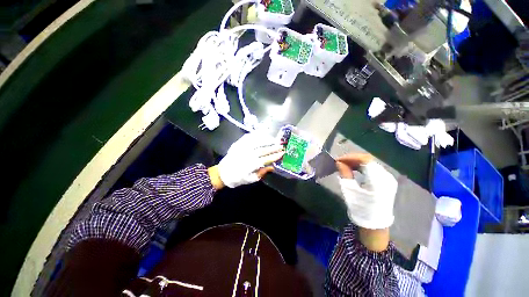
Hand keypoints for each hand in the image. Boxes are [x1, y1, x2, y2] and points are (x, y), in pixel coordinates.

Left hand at [213, 132, 283, 188]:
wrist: (222, 173)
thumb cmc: (237, 178)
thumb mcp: (250, 179)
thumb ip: (261, 173)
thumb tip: (272, 167)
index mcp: (251, 165)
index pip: (266, 159)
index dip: (275, 156)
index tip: (282, 153)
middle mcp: (247, 155)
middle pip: (263, 149)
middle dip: (273, 147)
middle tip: (281, 145)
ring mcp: (242, 148)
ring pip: (256, 142)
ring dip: (266, 140)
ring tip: (274, 139)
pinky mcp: (238, 144)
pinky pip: (248, 137)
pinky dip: (256, 135)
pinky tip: (261, 135)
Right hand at [336, 153, 397, 251]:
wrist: (374, 223)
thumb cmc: (360, 208)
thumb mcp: (350, 190)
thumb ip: (345, 174)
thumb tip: (339, 162)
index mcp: (378, 180)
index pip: (365, 159)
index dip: (351, 157)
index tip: (338, 160)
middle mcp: (386, 177)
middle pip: (368, 160)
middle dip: (352, 159)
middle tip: (340, 162)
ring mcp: (388, 178)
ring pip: (370, 163)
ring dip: (356, 162)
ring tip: (344, 165)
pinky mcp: (386, 181)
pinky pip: (373, 169)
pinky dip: (362, 167)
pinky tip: (354, 169)